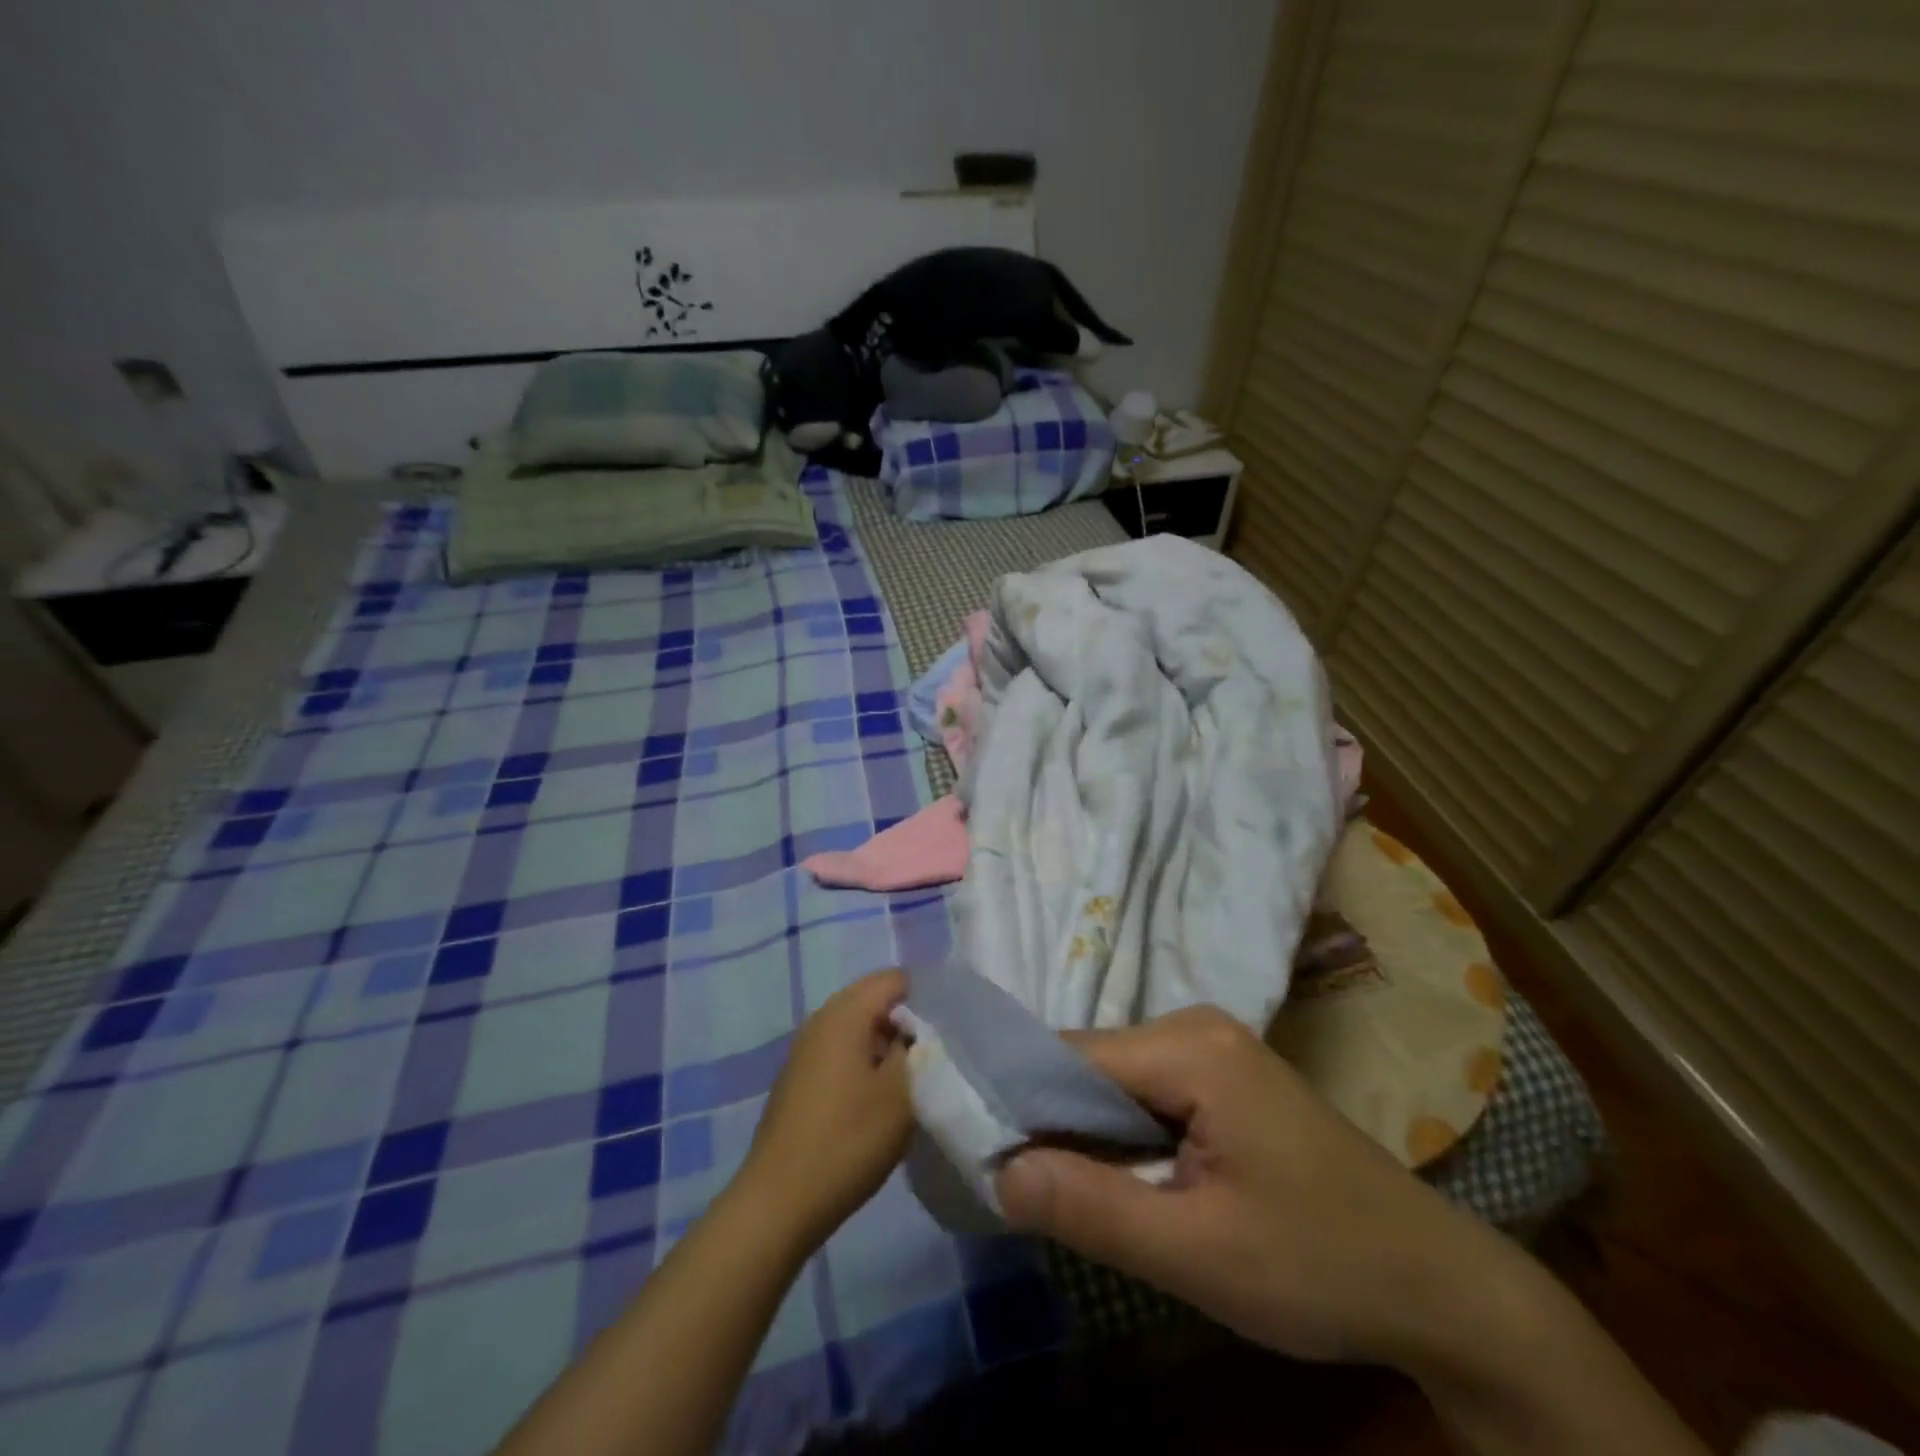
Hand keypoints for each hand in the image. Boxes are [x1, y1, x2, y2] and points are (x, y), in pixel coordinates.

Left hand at [739, 969, 912, 1249]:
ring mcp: (806, 1049)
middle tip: (938, 1051)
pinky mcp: (800, 1077)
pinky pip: (841, 1050)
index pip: (895, 978)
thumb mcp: (901, 1094)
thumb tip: (925, 1027)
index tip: (952, 1026)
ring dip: (887, 1043)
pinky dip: (865, 1060)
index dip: (928, 995)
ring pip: (858, 1026)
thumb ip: (920, 1049)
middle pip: (874, 999)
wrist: (779, 1202)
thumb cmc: (847, 1141)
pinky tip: (880, 1096)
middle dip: (908, 1019)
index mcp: (845, 1013)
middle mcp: (821, 1019)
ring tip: (915, 1075)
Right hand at [995, 1006, 1523, 1367]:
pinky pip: (1143, 1093)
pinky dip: (1119, 1133)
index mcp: (1190, 1046)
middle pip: (1090, 1064)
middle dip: (1054, 1122)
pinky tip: (1117, 1175)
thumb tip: (999, 1171)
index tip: (982, 1154)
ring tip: (1062, 1188)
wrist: (1437, 1288)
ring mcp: (1210, 1047)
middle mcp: (1194, 1026)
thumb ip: (1093, 1208)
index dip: (1021, 1102)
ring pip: (1113, 1080)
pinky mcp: (1220, 1076)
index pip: (1071, 1056)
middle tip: (1020, 1187)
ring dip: (1086, 1132)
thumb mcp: (1199, 1253)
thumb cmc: (1320, 1266)